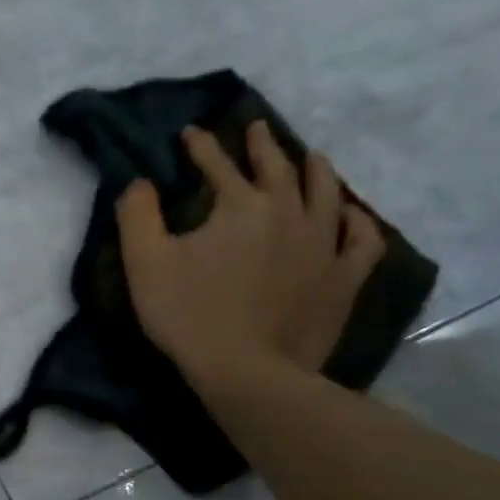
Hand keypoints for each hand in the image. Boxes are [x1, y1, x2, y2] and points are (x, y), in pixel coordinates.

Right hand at [117, 122, 384, 385]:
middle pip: (278, 167)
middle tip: (256, 128)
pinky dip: (358, 222)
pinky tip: (352, 216)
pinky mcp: (343, 278)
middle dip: (262, 145)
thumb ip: (137, 215)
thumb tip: (139, 182)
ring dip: (316, 169)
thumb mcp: (145, 263)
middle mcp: (289, 212)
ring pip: (326, 192)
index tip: (190, 133)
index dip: (201, 147)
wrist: (247, 370)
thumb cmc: (189, 314)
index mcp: (241, 205)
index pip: (218, 164)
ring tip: (312, 157)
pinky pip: (362, 240)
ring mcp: (324, 244)